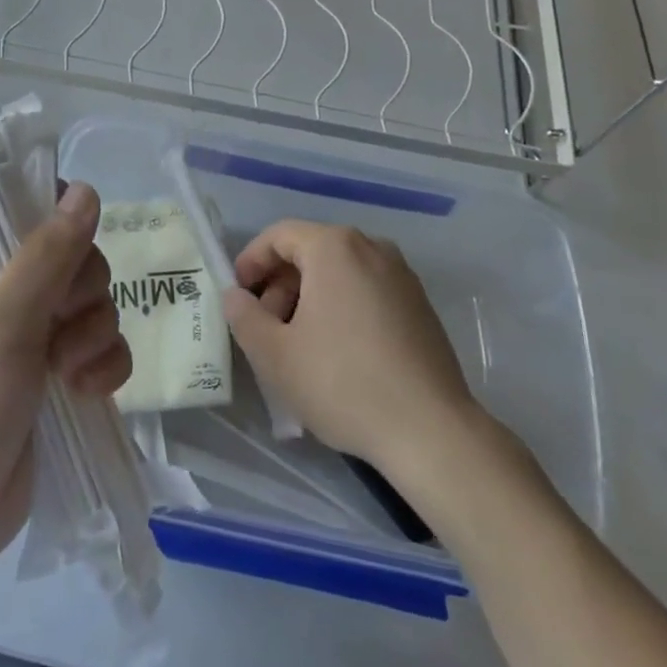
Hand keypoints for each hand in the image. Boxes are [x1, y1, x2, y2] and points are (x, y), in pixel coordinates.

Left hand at [0, 183, 131, 578]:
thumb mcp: (0, 327)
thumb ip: (47, 256)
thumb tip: (85, 190)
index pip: (20, 209)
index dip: (56, 221)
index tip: (70, 251)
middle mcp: (0, 292)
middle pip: (73, 255)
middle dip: (81, 293)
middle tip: (60, 327)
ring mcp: (31, 335)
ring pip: (94, 302)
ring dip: (94, 335)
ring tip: (68, 374)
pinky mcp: (58, 375)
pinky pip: (104, 346)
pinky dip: (104, 366)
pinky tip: (86, 393)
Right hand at [221, 221, 478, 473]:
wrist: (431, 431)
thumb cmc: (342, 383)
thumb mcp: (274, 354)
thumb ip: (244, 316)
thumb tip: (235, 296)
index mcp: (335, 248)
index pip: (279, 235)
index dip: (251, 261)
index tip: (238, 295)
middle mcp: (372, 248)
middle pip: (311, 252)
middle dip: (280, 285)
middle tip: (265, 327)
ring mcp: (402, 276)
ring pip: (340, 273)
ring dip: (309, 298)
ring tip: (297, 344)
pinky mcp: (420, 306)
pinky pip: (367, 291)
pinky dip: (341, 308)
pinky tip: (337, 353)